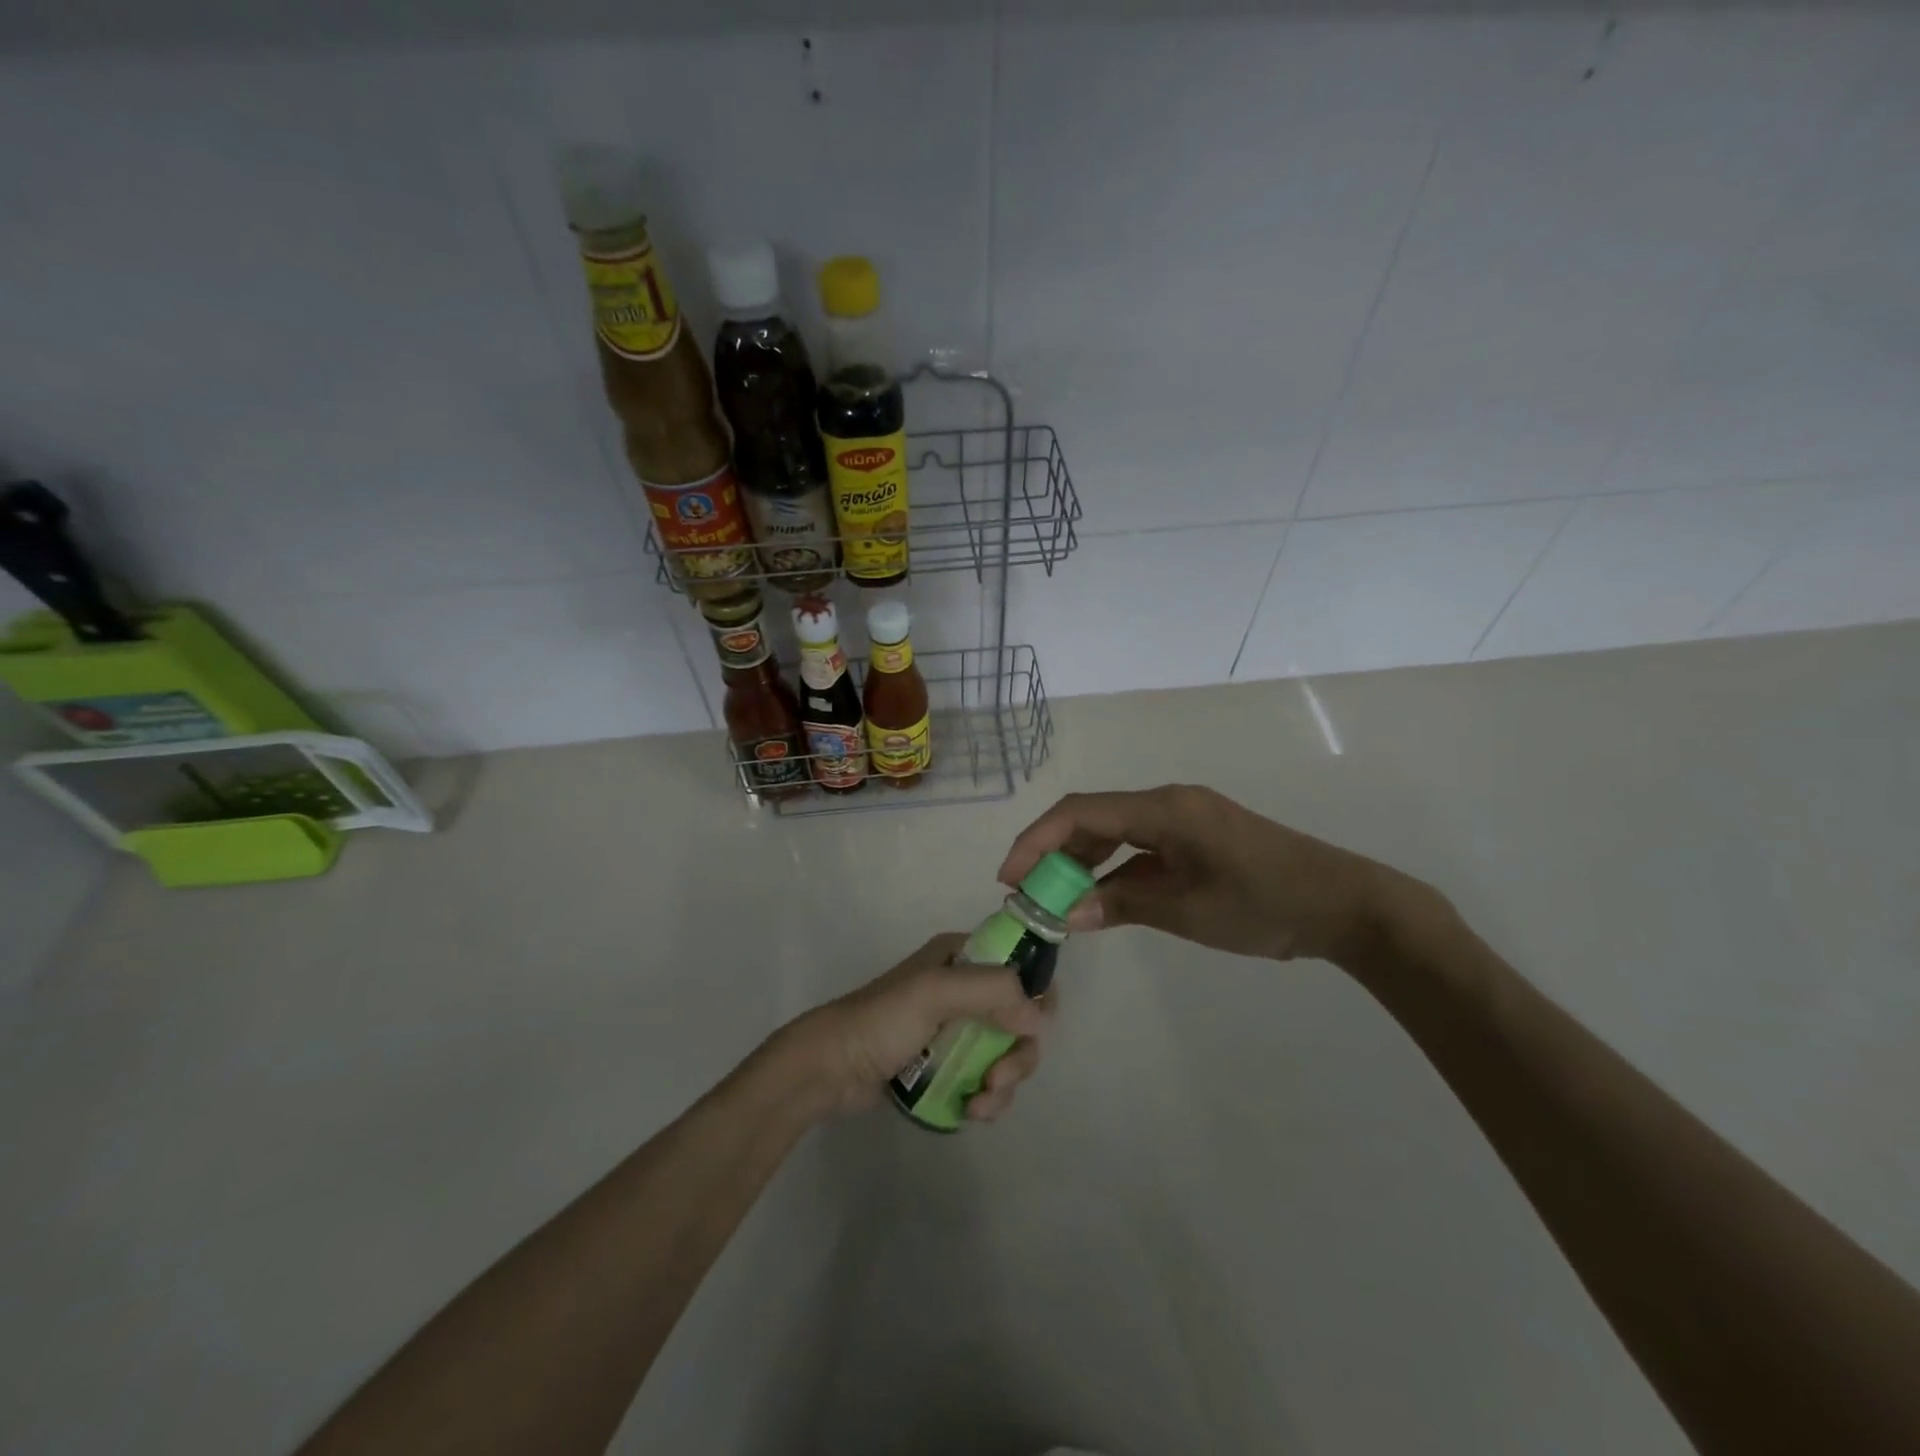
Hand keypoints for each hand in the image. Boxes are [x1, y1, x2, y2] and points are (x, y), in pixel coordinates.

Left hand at [786, 933, 1051, 1120]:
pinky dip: (988, 1097)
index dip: (1036, 995)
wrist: (832, 1068)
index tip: (1033, 1028)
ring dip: (1004, 1083)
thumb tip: (1039, 1017)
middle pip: (1020, 1018)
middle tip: (998, 1078)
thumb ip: (991, 992)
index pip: (1020, 964)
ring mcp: (957, 1028)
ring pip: (1007, 1053)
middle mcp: (965, 988)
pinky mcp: (948, 1064)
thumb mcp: (935, 992)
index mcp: (962, 956)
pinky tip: (971, 1112)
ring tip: (980, 1105)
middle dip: (1018, 1053)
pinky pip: (987, 1078)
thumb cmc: (883, 1020)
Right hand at [999, 785, 1424, 965]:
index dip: (1037, 840)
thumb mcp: (1186, 911)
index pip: (1080, 813)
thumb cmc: (1264, 904)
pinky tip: (1102, 895)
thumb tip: (1067, 912)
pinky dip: (1115, 867)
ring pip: (1116, 830)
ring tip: (1058, 898)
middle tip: (1028, 892)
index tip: (1009, 876)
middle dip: (1054, 851)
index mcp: (1163, 809)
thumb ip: (1122, 904)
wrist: (1344, 904)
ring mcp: (1184, 817)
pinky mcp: (1198, 836)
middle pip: (1093, 817)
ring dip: (1083, 860)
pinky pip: (1141, 844)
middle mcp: (1168, 802)